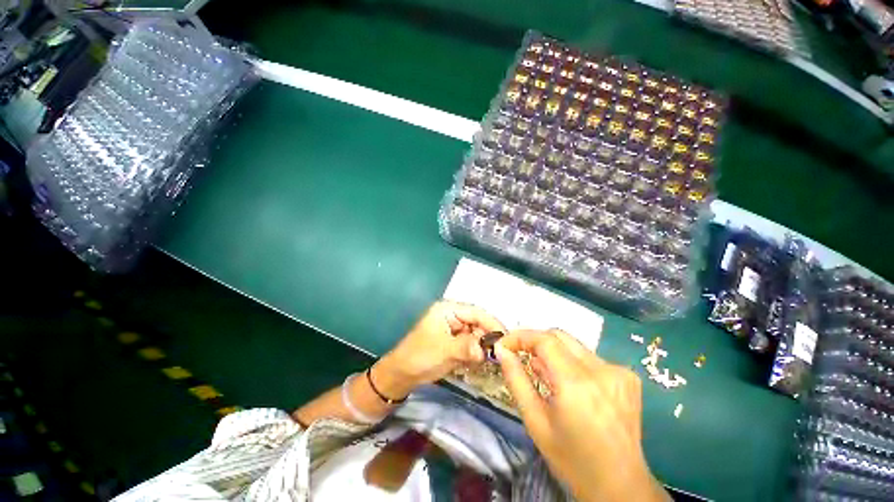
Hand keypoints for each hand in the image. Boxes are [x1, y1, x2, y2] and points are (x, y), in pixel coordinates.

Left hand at [373, 301, 505, 398]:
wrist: (402, 374)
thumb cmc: (419, 357)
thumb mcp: (443, 351)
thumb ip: (466, 348)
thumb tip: (486, 351)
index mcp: (448, 309)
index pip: (476, 312)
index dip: (492, 323)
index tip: (506, 338)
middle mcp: (453, 315)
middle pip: (478, 322)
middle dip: (487, 338)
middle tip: (498, 354)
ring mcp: (454, 328)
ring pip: (476, 334)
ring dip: (482, 347)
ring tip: (486, 360)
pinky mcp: (455, 340)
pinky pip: (471, 343)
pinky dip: (475, 353)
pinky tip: (475, 362)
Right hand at [495, 329, 668, 501]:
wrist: (621, 486)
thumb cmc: (572, 460)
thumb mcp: (535, 421)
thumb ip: (516, 379)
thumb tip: (502, 350)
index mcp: (577, 384)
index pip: (544, 340)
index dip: (521, 336)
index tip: (505, 344)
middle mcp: (602, 370)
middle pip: (559, 336)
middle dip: (535, 341)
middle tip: (520, 354)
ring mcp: (619, 372)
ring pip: (574, 346)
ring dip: (553, 353)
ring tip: (544, 374)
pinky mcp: (628, 377)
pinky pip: (589, 357)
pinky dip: (572, 363)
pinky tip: (570, 385)